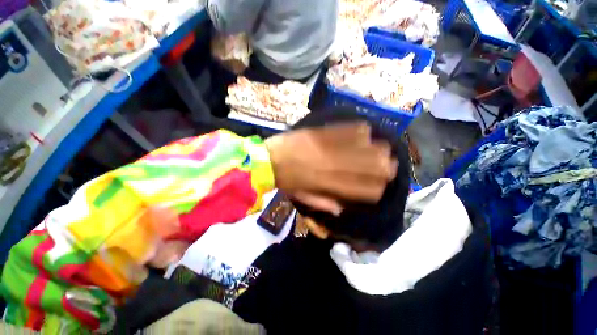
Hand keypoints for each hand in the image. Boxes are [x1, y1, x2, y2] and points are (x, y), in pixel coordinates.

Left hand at [265, 122, 396, 214]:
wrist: (267, 160)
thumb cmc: (285, 180)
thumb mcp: (302, 197)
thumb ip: (322, 203)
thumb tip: (341, 207)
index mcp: (328, 185)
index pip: (363, 189)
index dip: (378, 188)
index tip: (383, 184)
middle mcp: (333, 167)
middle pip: (369, 166)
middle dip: (386, 166)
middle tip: (391, 163)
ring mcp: (328, 148)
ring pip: (363, 147)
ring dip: (377, 148)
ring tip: (383, 147)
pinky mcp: (321, 133)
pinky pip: (347, 130)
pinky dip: (359, 130)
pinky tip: (364, 131)